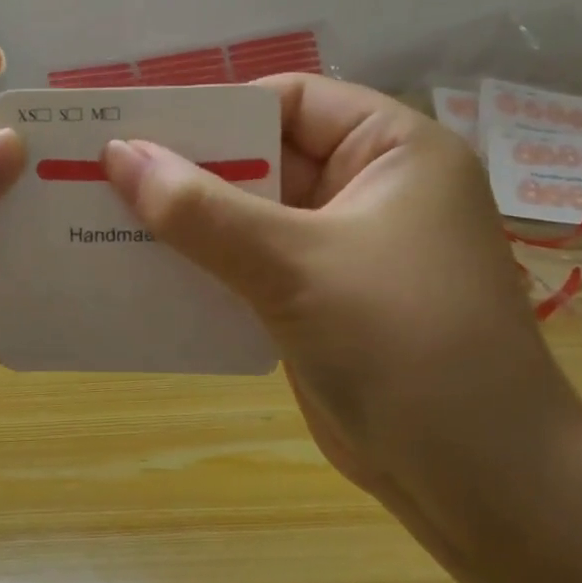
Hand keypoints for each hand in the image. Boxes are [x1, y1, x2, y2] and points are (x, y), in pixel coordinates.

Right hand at [102, 76, 581, 528]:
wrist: (477, 481)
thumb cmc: (401, 344)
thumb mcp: (293, 264)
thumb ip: (201, 210)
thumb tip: (118, 155)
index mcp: (391, 151)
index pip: (289, 101)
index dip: (216, 111)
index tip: (142, 132)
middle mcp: (368, 189)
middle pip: (262, 158)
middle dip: (188, 172)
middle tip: (105, 178)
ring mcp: (342, 248)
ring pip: (248, 216)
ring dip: (187, 223)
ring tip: (108, 222)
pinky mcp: (318, 300)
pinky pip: (248, 265)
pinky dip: (204, 266)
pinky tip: (146, 274)